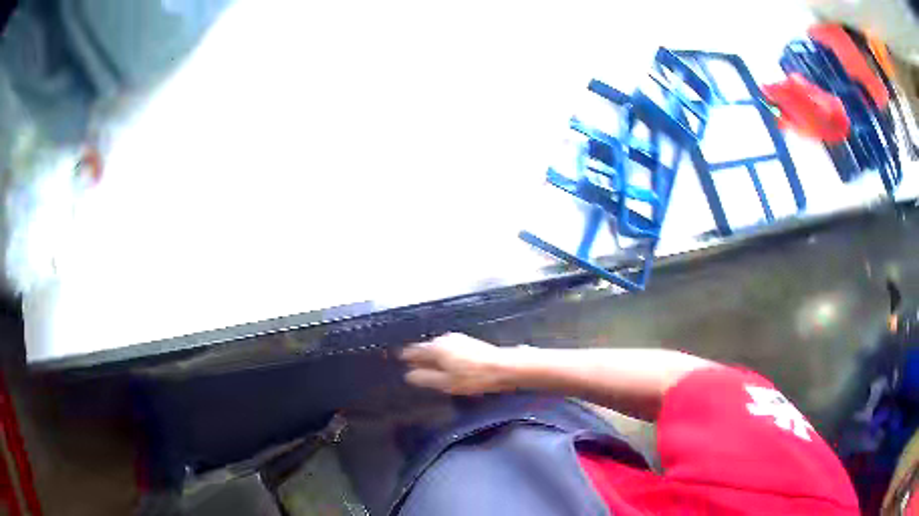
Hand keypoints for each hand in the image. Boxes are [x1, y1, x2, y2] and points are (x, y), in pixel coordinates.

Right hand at [400, 334, 514, 394]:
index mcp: (436, 347)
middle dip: (419, 357)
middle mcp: (444, 339)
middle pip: (426, 348)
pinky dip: (444, 356)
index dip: (405, 356)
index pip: (414, 351)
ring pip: (438, 348)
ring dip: (433, 357)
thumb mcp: (445, 383)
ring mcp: (458, 339)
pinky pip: (449, 349)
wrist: (504, 367)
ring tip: (429, 368)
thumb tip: (408, 375)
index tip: (397, 359)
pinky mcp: (469, 342)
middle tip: (412, 367)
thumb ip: (425, 378)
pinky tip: (448, 365)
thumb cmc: (472, 377)